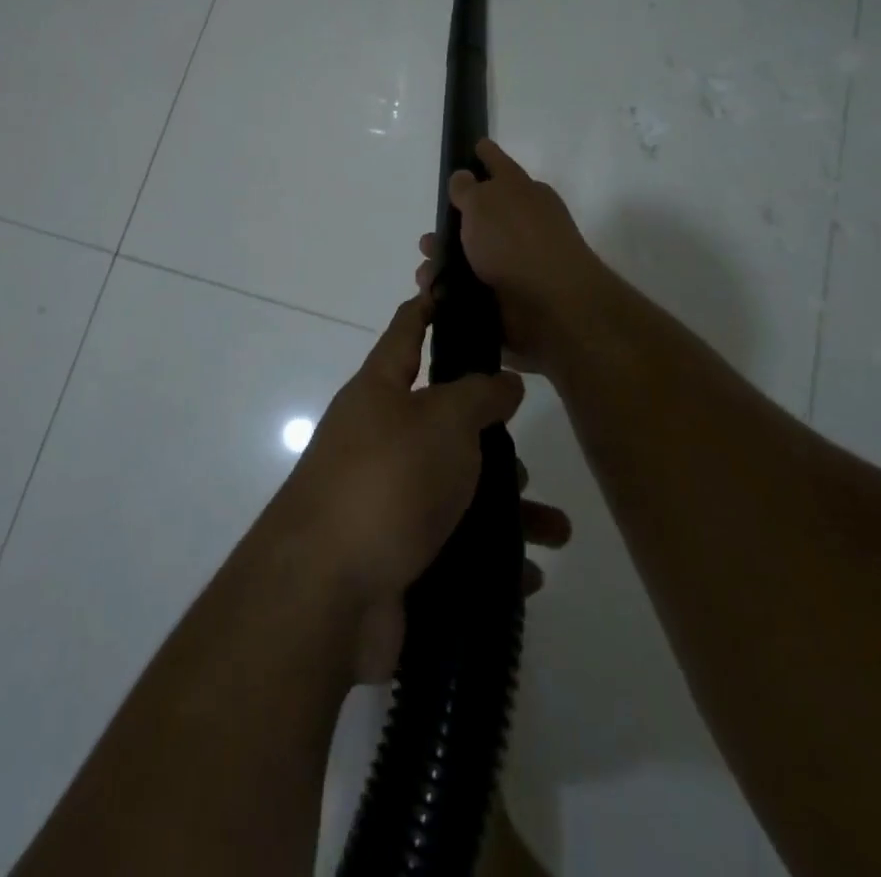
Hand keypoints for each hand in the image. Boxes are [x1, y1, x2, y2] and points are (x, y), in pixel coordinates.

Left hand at [267, 293, 571, 682]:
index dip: (428, 307)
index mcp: (379, 392)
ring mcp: (385, 500)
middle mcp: (378, 439)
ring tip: (554, 528)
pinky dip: (493, 559)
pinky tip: (529, 573)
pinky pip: (456, 548)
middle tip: (526, 455)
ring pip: (457, 491)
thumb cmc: (387, 480)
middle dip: (490, 437)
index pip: (406, 332)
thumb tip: (503, 381)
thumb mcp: (442, 420)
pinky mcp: (397, 557)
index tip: (453, 288)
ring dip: (506, 508)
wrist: (326, 592)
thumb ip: (478, 394)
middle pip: (442, 422)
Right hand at [417, 138, 608, 374]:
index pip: (499, 165)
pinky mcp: (508, 298)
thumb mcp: (484, 201)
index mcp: (524, 193)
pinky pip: (469, 289)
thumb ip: (467, 188)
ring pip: (470, 256)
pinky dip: (450, 290)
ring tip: (426, 272)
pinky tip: (433, 294)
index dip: (484, 155)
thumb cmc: (515, 241)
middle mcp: (522, 225)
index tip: (474, 146)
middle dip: (450, 225)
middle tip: (429, 238)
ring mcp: (516, 263)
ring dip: (444, 262)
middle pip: (480, 216)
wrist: (549, 307)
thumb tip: (463, 178)